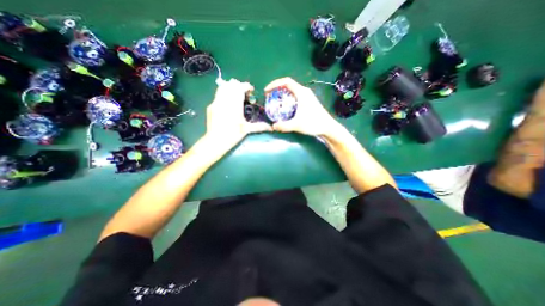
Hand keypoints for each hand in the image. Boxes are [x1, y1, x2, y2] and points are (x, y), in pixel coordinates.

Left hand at [204, 77, 272, 151]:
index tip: (251, 91)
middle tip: (244, 94)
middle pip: (231, 85)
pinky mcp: (211, 106)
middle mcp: (224, 100)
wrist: (215, 141)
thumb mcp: (247, 130)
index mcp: (234, 105)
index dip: (246, 86)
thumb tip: (271, 128)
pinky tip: (227, 104)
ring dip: (230, 88)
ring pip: (222, 87)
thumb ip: (259, 126)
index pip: (240, 88)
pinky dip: (224, 95)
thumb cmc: (233, 135)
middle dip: (238, 86)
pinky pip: (218, 95)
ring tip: (235, 96)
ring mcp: (216, 102)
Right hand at [264, 76, 338, 136]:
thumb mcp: (297, 125)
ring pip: (292, 91)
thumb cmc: (314, 123)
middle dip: (277, 90)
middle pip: (288, 85)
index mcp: (301, 92)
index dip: (274, 84)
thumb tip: (273, 127)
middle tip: (269, 97)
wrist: (328, 127)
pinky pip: (295, 97)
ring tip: (275, 102)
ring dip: (282, 95)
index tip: (267, 91)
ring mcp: (307, 97)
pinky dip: (287, 100)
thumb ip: (284, 126)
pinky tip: (284, 108)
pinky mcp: (308, 102)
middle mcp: (304, 92)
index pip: (286, 81)